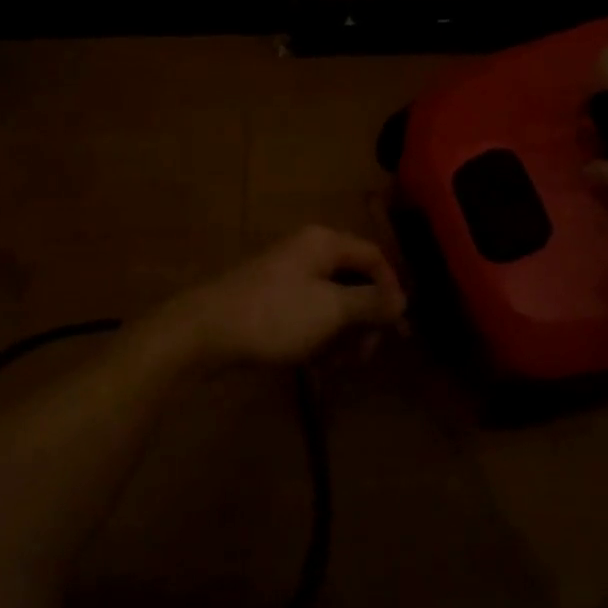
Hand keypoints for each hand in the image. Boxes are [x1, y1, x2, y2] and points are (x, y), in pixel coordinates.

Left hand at [150, 226, 406, 370]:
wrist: (205, 332)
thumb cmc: (275, 315)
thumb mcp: (331, 310)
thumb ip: (371, 302)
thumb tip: (402, 299)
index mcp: (323, 243)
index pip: (374, 257)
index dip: (392, 291)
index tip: (398, 331)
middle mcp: (307, 252)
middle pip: (354, 280)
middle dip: (365, 318)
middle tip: (365, 354)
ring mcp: (286, 276)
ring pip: (332, 302)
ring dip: (343, 332)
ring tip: (336, 363)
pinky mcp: (271, 300)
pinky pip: (309, 314)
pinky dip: (318, 336)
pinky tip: (315, 362)